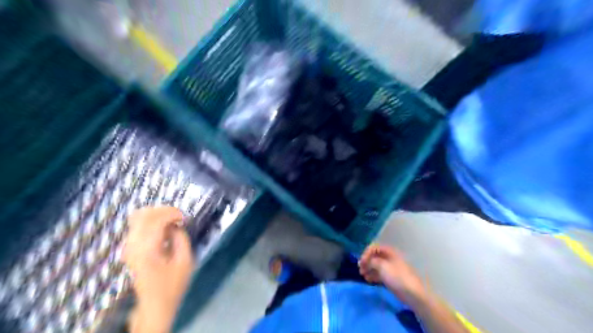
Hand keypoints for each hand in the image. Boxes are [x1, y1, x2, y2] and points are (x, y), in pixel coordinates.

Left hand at [123, 205, 195, 332]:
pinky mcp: (129, 248)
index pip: (155, 220)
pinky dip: (151, 221)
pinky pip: (137, 225)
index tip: (184, 218)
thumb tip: (176, 225)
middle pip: (143, 214)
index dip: (172, 213)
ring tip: (172, 222)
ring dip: (157, 215)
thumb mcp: (185, 261)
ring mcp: (128, 247)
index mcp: (147, 250)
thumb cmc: (173, 284)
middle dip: (163, 210)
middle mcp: (133, 246)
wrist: (155, 303)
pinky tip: (163, 229)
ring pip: (137, 217)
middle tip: (179, 217)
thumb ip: (181, 239)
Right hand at [359, 245, 428, 305]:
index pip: (375, 248)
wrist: (413, 294)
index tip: (362, 262)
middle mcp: (390, 258)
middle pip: (375, 256)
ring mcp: (391, 269)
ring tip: (363, 275)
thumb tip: (366, 261)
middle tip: (360, 269)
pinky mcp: (391, 278)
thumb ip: (372, 261)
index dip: (366, 253)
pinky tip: (368, 280)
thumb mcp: (383, 266)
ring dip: (368, 269)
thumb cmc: (398, 277)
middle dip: (366, 261)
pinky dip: (373, 275)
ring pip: (376, 266)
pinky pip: (379, 274)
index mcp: (390, 252)